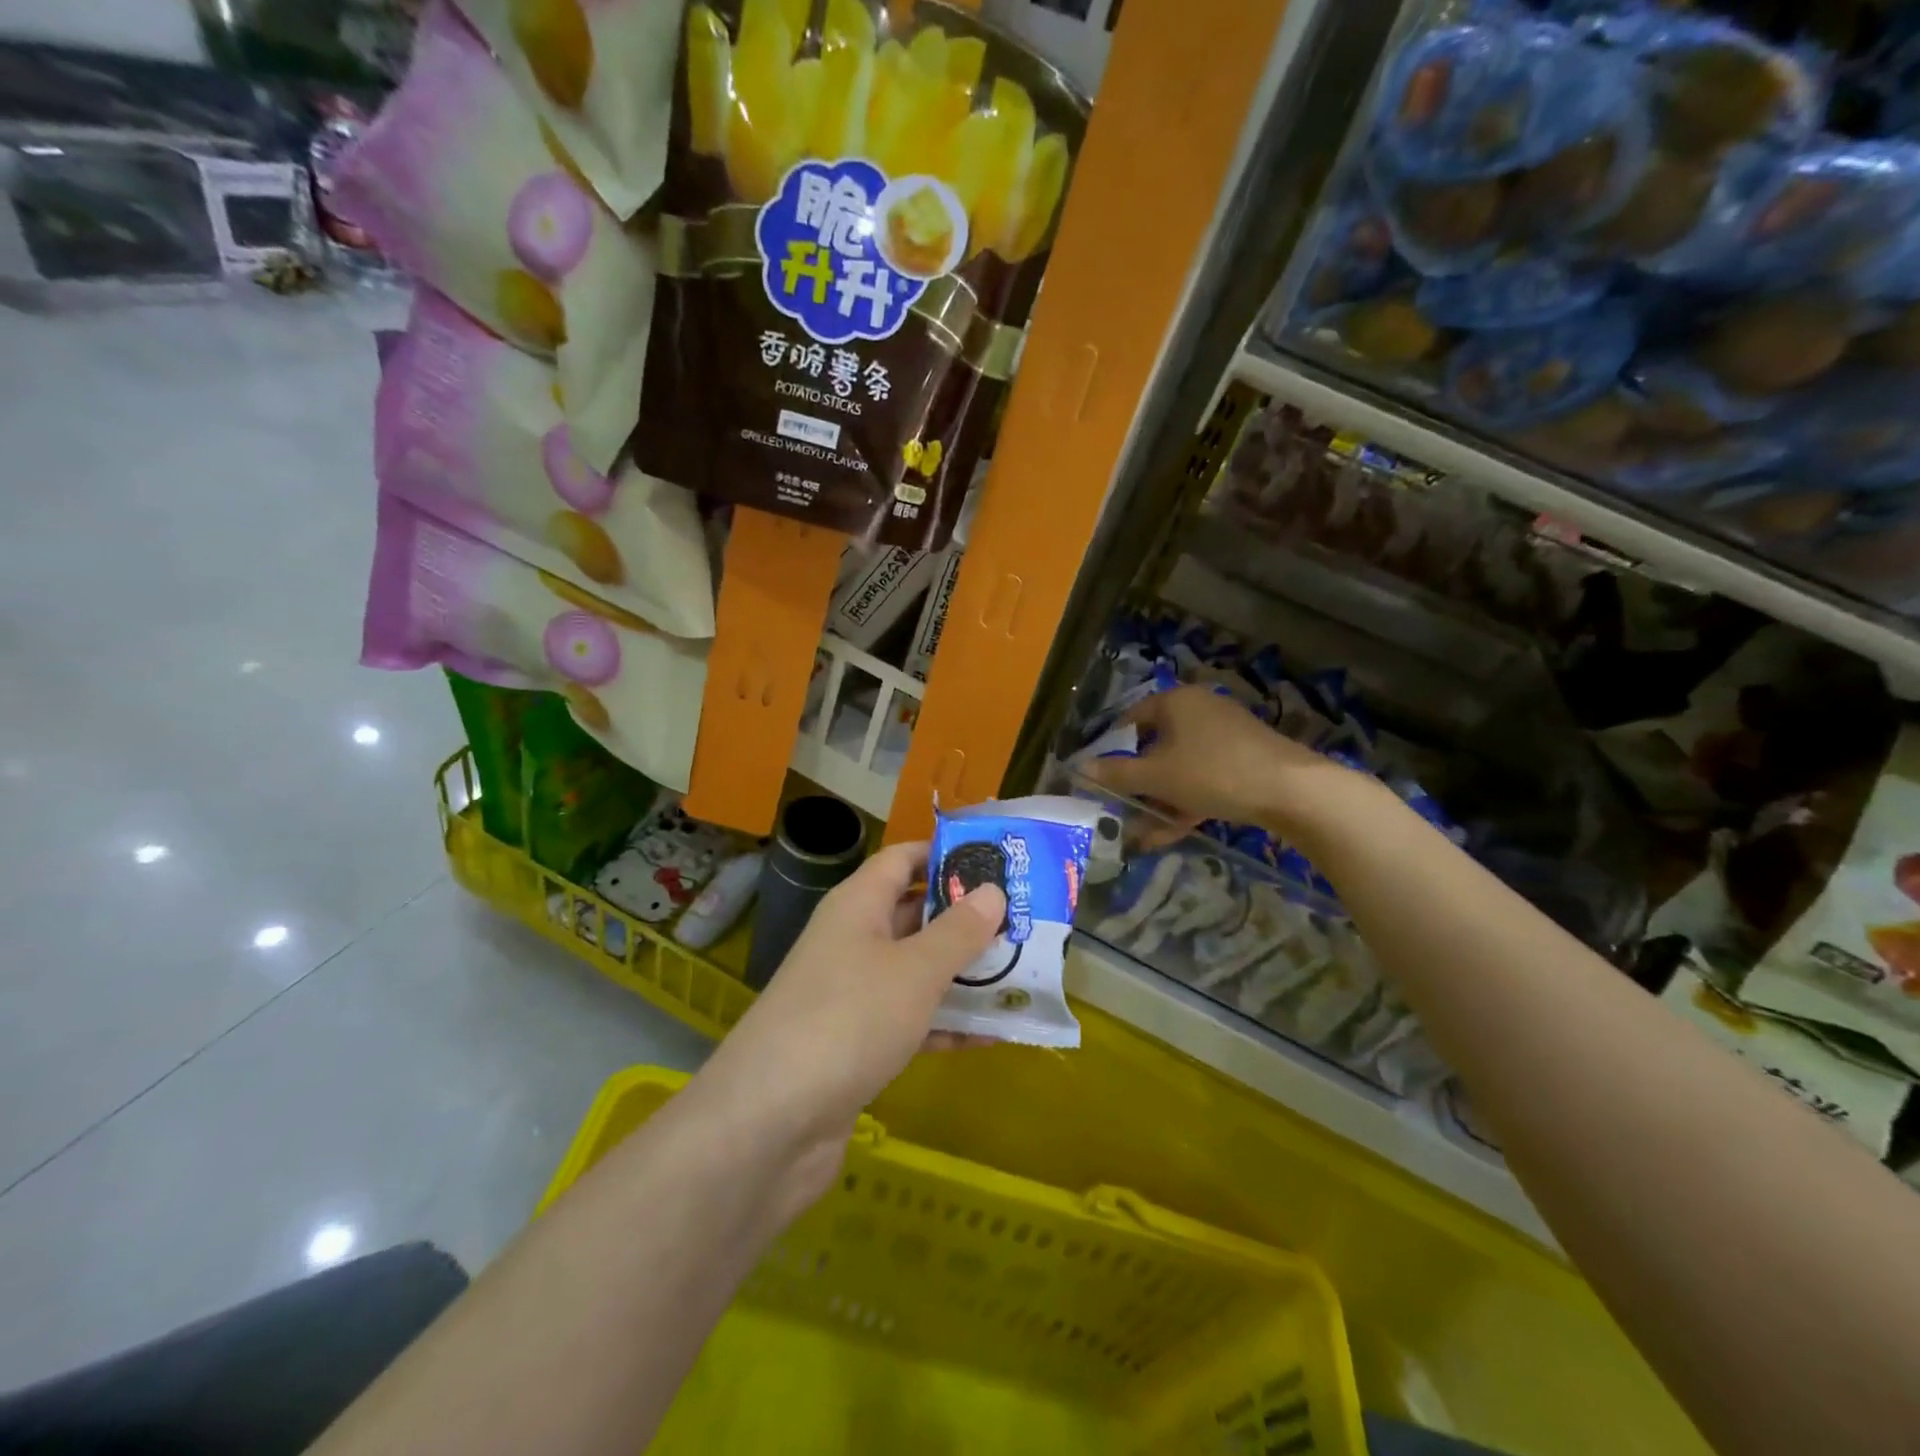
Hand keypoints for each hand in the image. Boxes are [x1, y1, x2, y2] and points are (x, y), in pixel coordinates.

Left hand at [692, 841, 1003, 1207]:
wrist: (770, 1123)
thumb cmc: (849, 1020)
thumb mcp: (915, 970)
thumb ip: (958, 931)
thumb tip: (992, 891)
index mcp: (858, 905)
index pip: (903, 859)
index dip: (946, 855)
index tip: (998, 861)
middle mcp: (852, 941)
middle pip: (915, 914)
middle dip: (967, 918)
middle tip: (1025, 920)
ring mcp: (852, 995)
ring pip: (917, 970)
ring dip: (964, 973)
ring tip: (1023, 972)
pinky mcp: (857, 1044)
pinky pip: (912, 1021)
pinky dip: (948, 1024)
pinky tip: (996, 1034)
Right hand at [1083, 684, 1361, 843]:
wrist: (1293, 791)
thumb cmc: (1213, 772)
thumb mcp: (1157, 776)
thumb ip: (1116, 774)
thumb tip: (1080, 769)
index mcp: (1176, 702)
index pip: (1130, 719)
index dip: (1110, 747)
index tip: (1099, 776)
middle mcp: (1199, 711)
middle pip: (1155, 746)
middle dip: (1137, 784)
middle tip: (1121, 809)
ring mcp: (1224, 737)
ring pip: (1180, 768)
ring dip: (1159, 801)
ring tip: (1142, 834)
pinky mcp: (1243, 761)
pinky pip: (1203, 779)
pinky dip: (1186, 802)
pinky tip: (1170, 833)